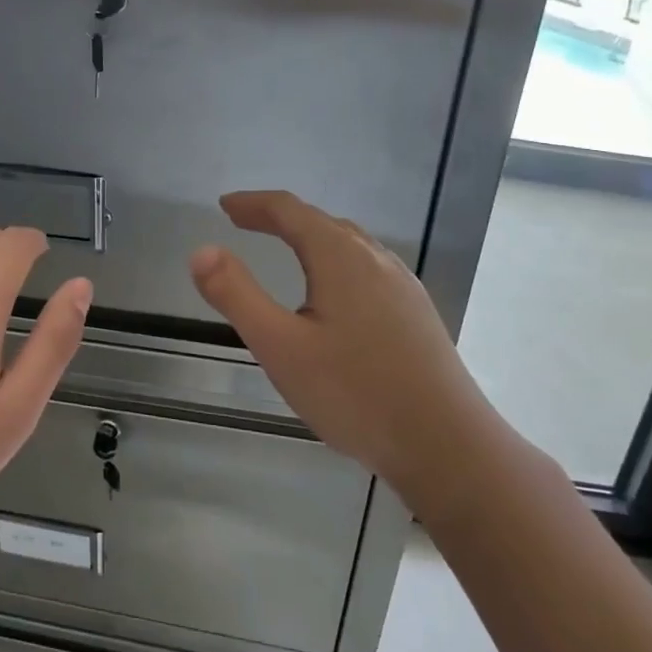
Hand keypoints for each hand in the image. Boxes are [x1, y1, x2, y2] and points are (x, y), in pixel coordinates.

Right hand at [189, 190, 506, 519]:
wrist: (449, 447)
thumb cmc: (356, 394)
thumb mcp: (280, 346)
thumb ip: (236, 295)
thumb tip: (201, 250)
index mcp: (340, 256)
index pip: (289, 210)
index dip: (253, 204)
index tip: (225, 205)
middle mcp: (375, 258)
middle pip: (320, 221)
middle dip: (278, 217)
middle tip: (245, 222)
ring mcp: (403, 284)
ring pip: (349, 243)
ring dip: (310, 235)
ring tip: (285, 247)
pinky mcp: (417, 312)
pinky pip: (367, 265)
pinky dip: (335, 258)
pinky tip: (335, 291)